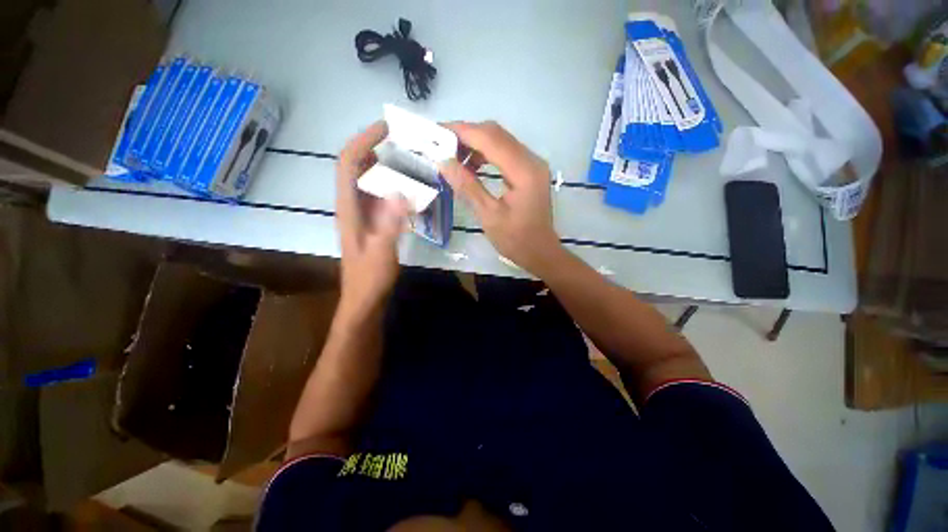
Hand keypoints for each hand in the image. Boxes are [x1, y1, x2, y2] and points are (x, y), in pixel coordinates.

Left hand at [336, 122, 408, 318]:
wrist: (365, 297)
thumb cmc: (370, 277)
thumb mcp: (381, 252)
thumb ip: (390, 224)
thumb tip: (402, 193)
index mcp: (349, 208)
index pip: (349, 163)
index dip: (363, 141)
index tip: (386, 128)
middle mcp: (351, 205)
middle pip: (356, 166)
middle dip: (375, 146)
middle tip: (404, 141)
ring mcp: (361, 213)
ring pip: (368, 179)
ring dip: (384, 163)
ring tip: (409, 158)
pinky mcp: (371, 221)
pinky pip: (378, 194)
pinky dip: (391, 183)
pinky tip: (409, 186)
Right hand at [439, 121, 564, 275]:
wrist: (540, 252)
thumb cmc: (516, 240)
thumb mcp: (489, 216)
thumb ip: (468, 187)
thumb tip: (444, 162)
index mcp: (524, 171)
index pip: (490, 138)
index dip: (462, 131)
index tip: (437, 132)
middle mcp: (532, 160)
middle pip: (496, 133)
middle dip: (467, 135)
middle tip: (442, 145)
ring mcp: (532, 164)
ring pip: (500, 140)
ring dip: (475, 144)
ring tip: (454, 158)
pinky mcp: (530, 170)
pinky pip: (505, 152)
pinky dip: (486, 154)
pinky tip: (472, 166)